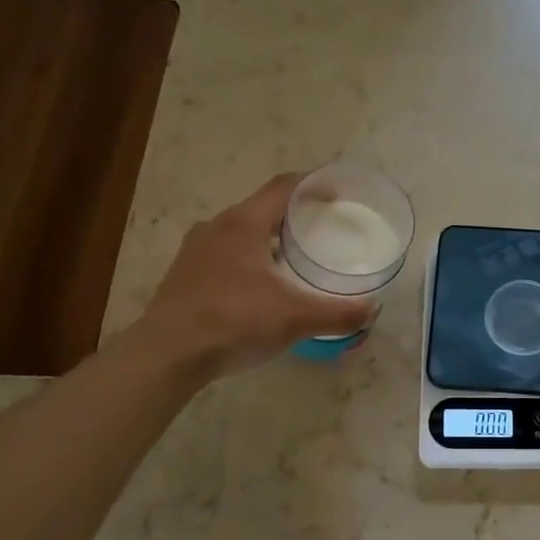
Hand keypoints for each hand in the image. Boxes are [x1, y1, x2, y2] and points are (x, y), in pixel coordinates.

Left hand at [140, 174, 375, 376]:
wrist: (167, 355)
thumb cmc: (233, 321)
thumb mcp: (295, 318)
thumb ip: (338, 313)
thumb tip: (373, 311)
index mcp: (244, 223)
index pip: (284, 186)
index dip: (314, 184)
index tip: (339, 192)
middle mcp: (217, 227)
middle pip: (262, 207)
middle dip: (294, 214)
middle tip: (324, 228)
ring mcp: (196, 251)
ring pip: (241, 232)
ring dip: (269, 237)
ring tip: (295, 257)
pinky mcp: (185, 275)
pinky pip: (225, 254)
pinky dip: (249, 259)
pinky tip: (261, 286)